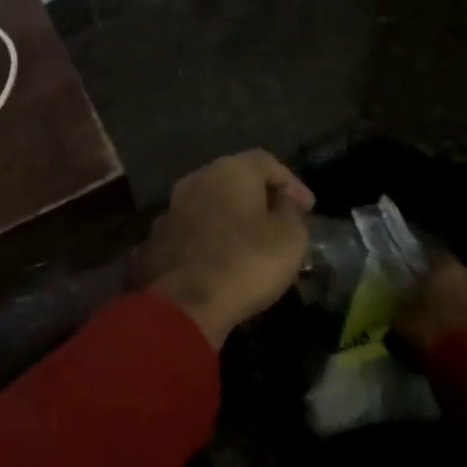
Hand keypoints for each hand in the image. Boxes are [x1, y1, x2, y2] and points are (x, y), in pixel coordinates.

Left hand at [134, 151, 315, 347]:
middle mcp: (197, 179)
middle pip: (235, 179)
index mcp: (230, 170)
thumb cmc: (246, 262)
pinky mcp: (158, 237)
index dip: (292, 183)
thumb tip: (282, 202)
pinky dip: (212, 238)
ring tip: (252, 242)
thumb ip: (291, 210)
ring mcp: (172, 207)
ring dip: (232, 218)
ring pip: (212, 204)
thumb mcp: (290, 237)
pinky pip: (194, 229)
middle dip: (260, 198)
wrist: (184, 304)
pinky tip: (223, 259)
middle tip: (281, 221)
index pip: (267, 162)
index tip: (308, 209)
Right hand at [392, 255, 466, 355]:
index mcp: (447, 268)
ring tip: (453, 319)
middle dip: (452, 282)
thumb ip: (405, 303)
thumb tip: (406, 297)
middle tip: (438, 294)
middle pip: (462, 273)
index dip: (426, 258)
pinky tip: (466, 336)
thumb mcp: (403, 318)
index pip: (435, 251)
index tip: (418, 265)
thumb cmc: (432, 333)